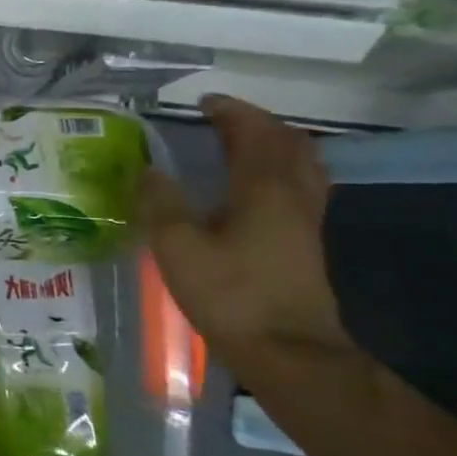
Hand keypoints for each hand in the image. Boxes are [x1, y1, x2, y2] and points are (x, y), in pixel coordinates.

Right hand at [140, 95, 347, 358]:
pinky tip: (255, 188)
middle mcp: (293, 195)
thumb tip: (148, 170)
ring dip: (273, 145)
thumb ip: (161, 203)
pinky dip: (280, 171)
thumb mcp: (178, 248)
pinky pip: (301, 186)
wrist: (289, 352)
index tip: (204, 103)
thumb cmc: (231, 295)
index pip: (254, 132)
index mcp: (263, 188)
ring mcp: (307, 219)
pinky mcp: (307, 242)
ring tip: (239, 146)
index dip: (231, 112)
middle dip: (256, 124)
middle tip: (221, 120)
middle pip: (288, 143)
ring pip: (302, 165)